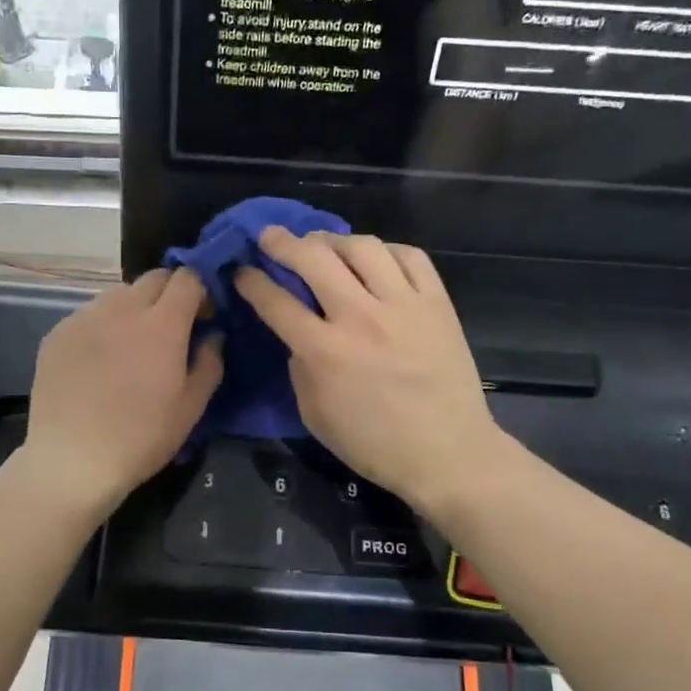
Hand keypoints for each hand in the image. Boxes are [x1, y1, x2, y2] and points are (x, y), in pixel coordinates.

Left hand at [18, 267, 222, 518]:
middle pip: (153, 279)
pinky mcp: (57, 333)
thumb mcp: (191, 408)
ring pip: (118, 294)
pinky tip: (99, 361)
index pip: (187, 278)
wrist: (72, 459)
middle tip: (171, 329)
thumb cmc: (141, 437)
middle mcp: (122, 309)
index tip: (203, 317)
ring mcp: (85, 318)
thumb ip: (209, 363)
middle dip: (169, 294)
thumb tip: (213, 336)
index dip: (200, 291)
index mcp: (162, 324)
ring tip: (131, 343)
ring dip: (134, 308)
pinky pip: (88, 315)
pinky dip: (102, 326)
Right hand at [234, 229, 508, 519]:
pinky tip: (375, 258)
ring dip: (334, 240)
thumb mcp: (315, 415)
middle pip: (314, 259)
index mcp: (324, 352)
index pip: (276, 302)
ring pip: (363, 247)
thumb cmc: (374, 444)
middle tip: (270, 237)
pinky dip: (386, 250)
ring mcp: (403, 305)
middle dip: (283, 242)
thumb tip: (298, 334)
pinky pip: (410, 256)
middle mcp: (360, 317)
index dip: (252, 281)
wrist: (447, 453)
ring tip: (323, 246)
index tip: (242, 270)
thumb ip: (300, 368)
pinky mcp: (437, 303)